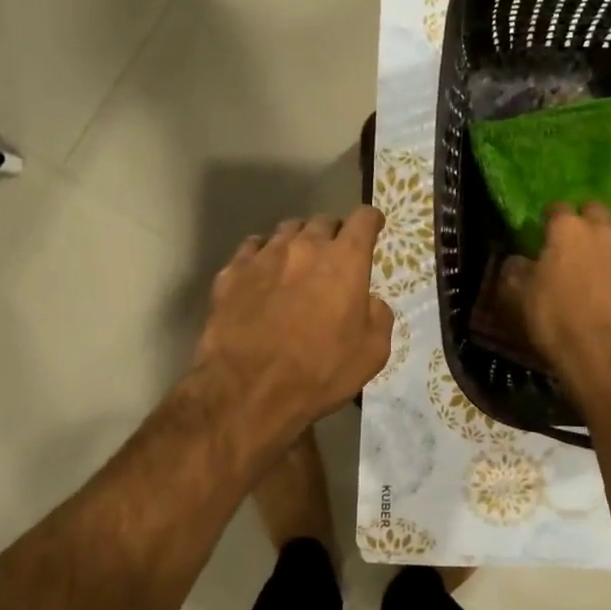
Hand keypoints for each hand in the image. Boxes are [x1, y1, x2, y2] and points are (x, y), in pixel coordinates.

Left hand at [193, 208, 393, 457]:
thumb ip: (378, 316)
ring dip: (298, 242)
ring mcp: (264, 256)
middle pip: (323, 221)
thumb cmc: (320, 372)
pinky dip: (263, 255)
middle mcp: (304, 246)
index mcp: (345, 260)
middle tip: (333, 258)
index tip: (372, 227)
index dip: (371, 221)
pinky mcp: (232, 272)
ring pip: (286, 231)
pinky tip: (262, 274)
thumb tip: (369, 301)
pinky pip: (252, 249)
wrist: (249, 391)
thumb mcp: (372, 353)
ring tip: (296, 264)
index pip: (364, 219)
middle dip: (333, 234)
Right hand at [502, 202, 610, 399]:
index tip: (542, 234)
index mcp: (568, 228)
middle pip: (595, 211)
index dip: (548, 220)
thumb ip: (514, 268)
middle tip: (572, 244)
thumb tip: (518, 260)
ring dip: (607, 242)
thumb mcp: (516, 294)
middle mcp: (603, 230)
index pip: (557, 207)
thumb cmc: (555, 318)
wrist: (606, 354)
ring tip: (596, 264)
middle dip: (584, 221)